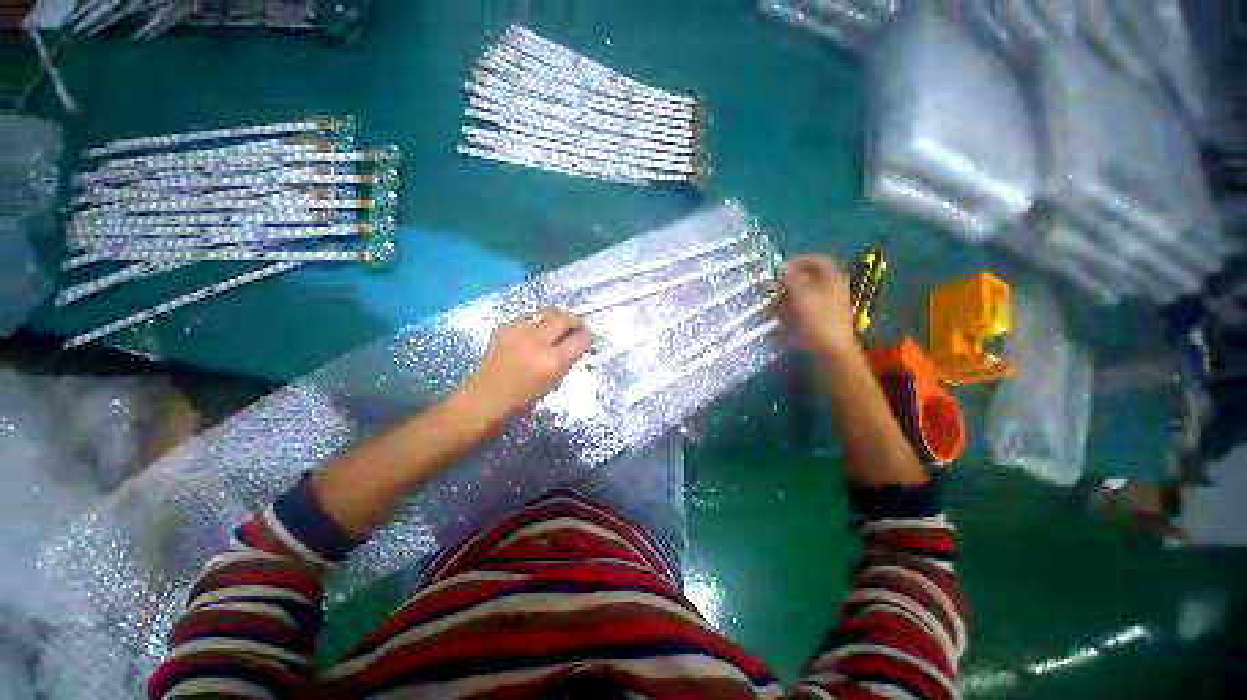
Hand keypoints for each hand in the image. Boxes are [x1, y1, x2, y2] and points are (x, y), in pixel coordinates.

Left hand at [460, 309, 592, 420]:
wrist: (484, 399)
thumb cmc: (522, 400)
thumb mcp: (553, 383)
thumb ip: (567, 361)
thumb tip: (577, 345)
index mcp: (553, 362)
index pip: (581, 339)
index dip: (588, 336)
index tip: (588, 337)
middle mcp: (538, 341)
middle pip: (565, 318)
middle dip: (575, 321)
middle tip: (576, 328)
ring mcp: (519, 331)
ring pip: (548, 311)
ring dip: (557, 318)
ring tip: (557, 326)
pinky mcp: (505, 326)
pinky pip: (529, 315)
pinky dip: (537, 320)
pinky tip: (536, 330)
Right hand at [779, 255, 857, 356]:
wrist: (830, 354)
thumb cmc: (816, 320)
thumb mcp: (800, 294)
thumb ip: (790, 278)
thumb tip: (781, 268)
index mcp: (832, 279)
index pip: (816, 260)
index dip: (797, 261)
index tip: (779, 269)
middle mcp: (831, 290)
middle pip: (806, 280)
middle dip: (786, 285)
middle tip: (772, 292)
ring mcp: (826, 307)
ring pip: (801, 297)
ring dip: (784, 301)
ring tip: (770, 311)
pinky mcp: (819, 322)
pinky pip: (801, 313)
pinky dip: (789, 315)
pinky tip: (778, 323)